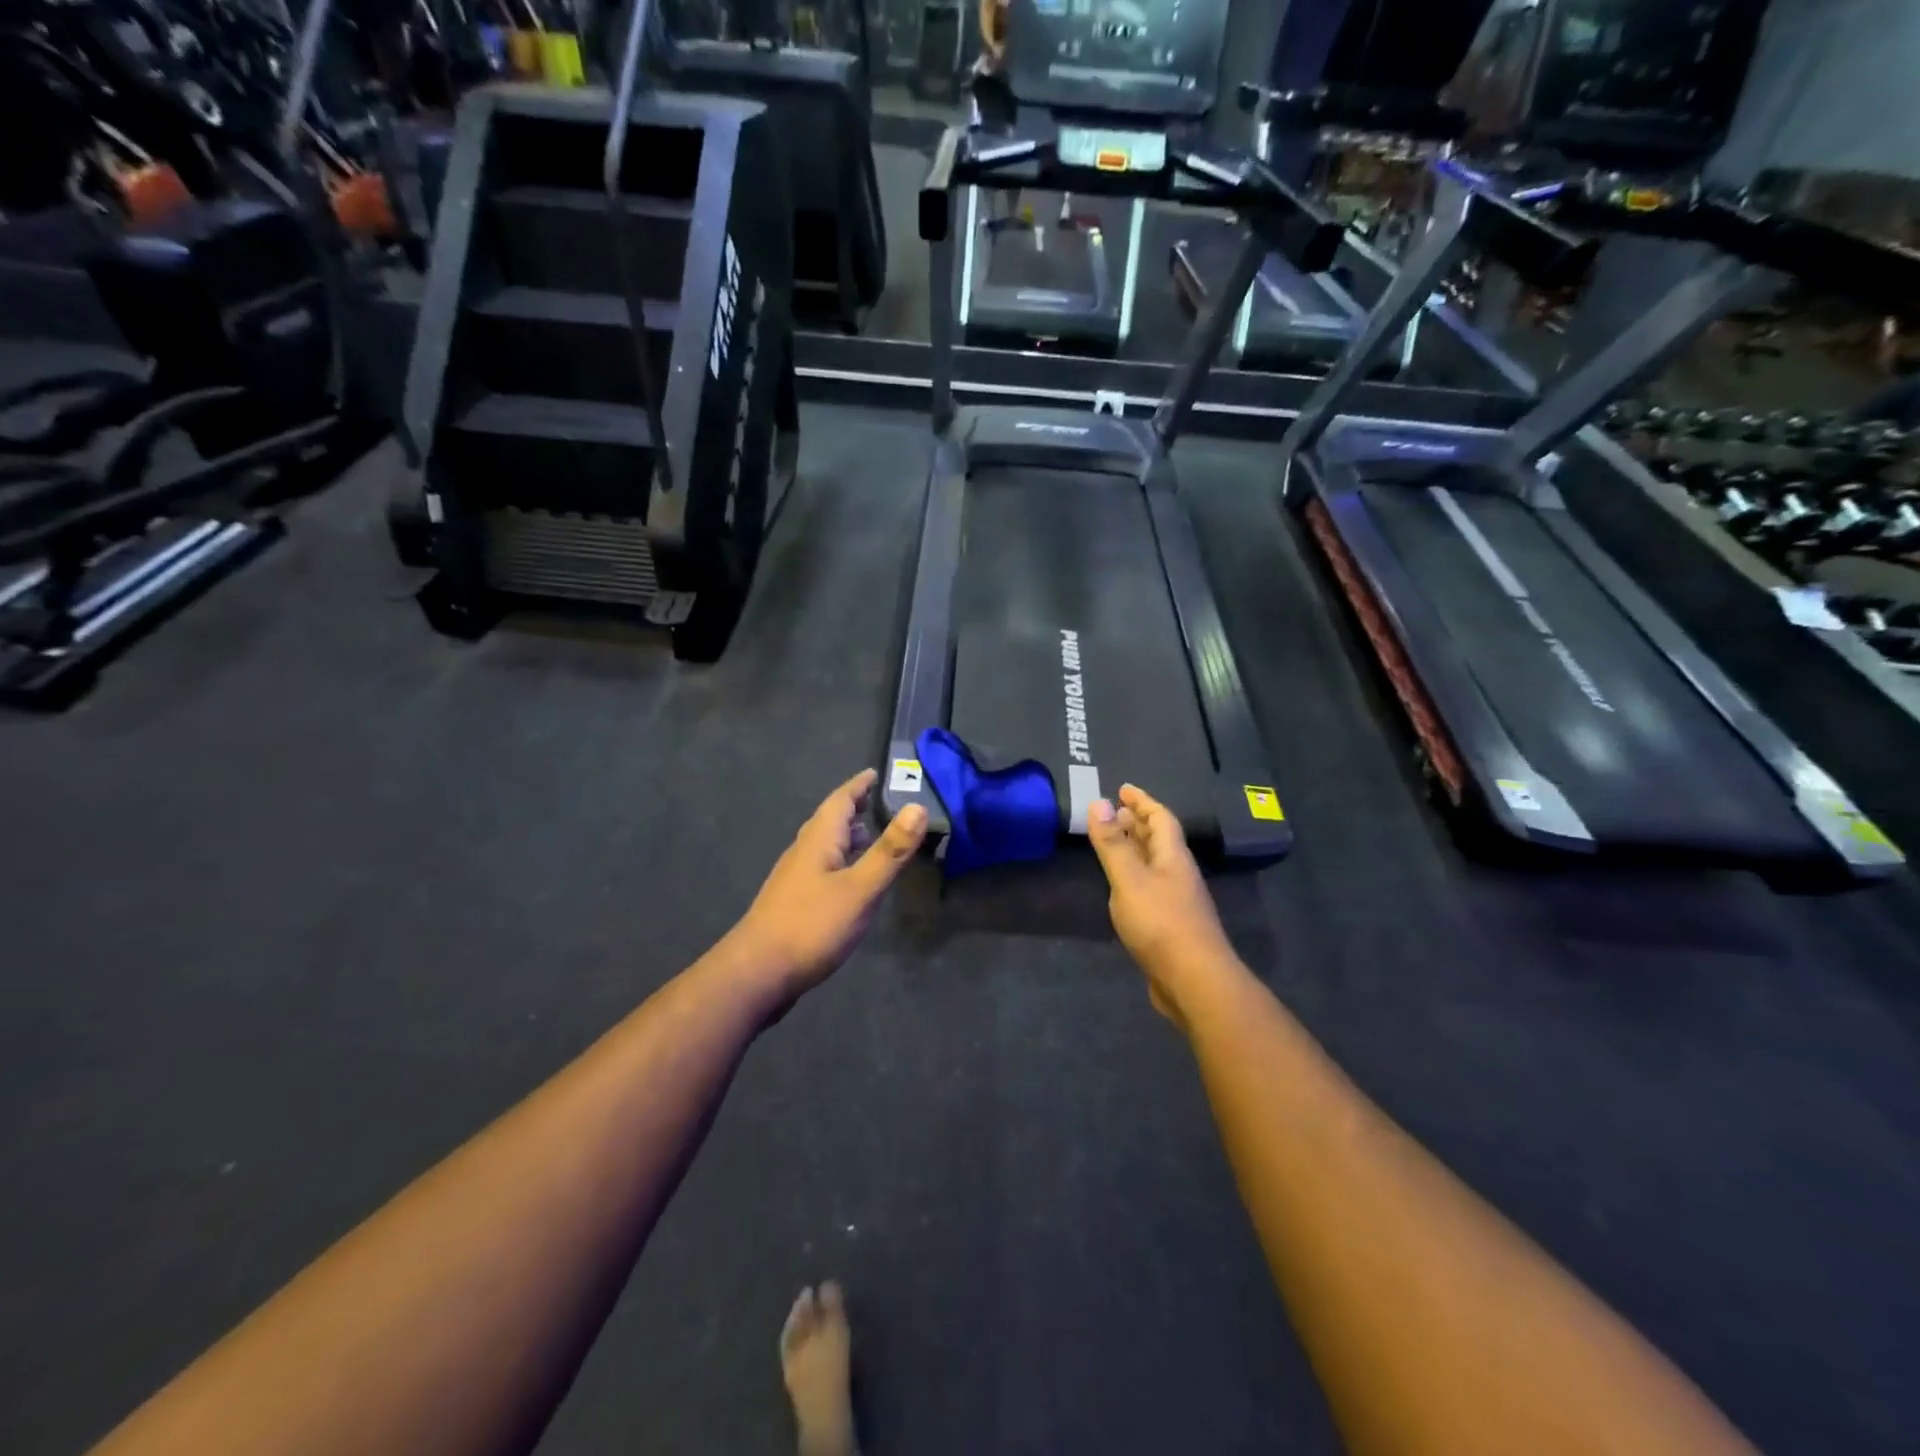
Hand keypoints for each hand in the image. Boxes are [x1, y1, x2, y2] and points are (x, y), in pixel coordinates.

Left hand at [728, 770, 927, 998]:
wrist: (757, 974)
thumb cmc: (811, 926)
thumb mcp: (860, 888)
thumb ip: (890, 851)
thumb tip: (918, 806)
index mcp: (819, 841)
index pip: (840, 801)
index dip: (858, 786)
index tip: (875, 773)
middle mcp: (803, 852)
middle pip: (829, 820)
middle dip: (853, 807)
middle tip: (877, 800)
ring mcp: (795, 879)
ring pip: (824, 845)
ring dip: (846, 835)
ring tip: (869, 834)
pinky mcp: (794, 903)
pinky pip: (822, 868)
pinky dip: (841, 861)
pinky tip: (850, 880)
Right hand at [1086, 784, 1234, 1021]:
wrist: (1194, 981)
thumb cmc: (1160, 923)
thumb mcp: (1129, 879)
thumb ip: (1112, 844)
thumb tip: (1099, 802)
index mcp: (1172, 856)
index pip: (1160, 818)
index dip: (1142, 801)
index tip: (1123, 788)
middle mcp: (1178, 873)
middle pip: (1159, 839)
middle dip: (1138, 822)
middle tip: (1115, 811)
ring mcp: (1177, 900)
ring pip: (1154, 863)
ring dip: (1135, 848)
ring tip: (1113, 842)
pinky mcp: (1170, 925)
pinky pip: (1150, 886)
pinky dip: (1134, 876)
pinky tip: (1121, 886)